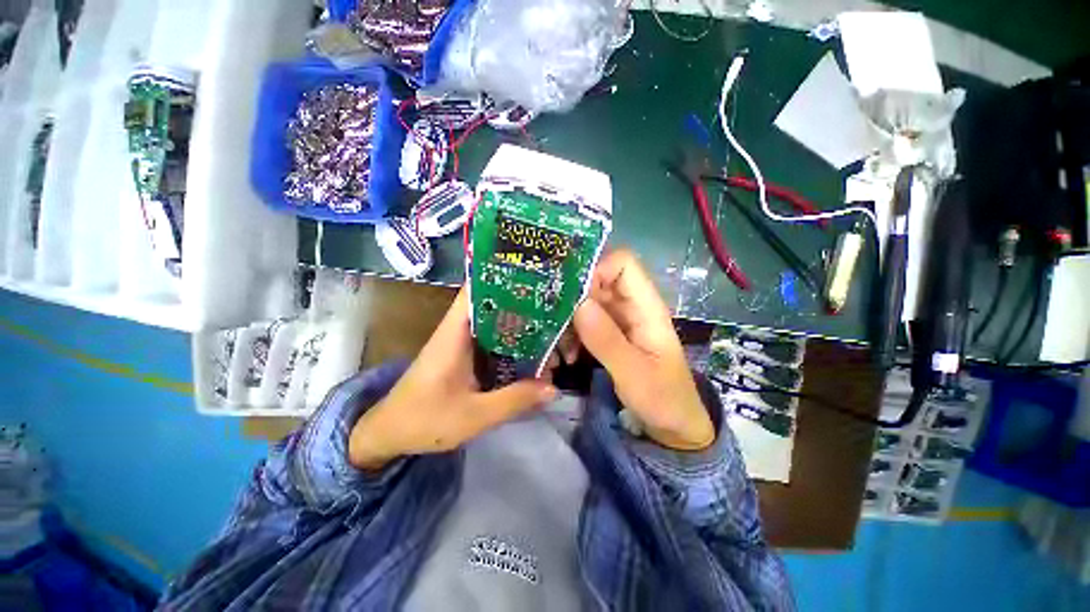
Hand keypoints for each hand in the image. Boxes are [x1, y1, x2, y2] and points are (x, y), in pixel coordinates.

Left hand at [348, 287, 556, 469]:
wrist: (389, 434)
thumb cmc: (425, 420)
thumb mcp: (474, 415)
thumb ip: (515, 400)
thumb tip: (553, 386)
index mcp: (455, 333)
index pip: (476, 290)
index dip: (503, 278)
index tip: (534, 278)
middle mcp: (458, 330)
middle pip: (492, 304)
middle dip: (522, 305)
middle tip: (554, 309)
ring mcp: (461, 342)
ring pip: (494, 323)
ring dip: (519, 326)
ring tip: (550, 330)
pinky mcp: (463, 355)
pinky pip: (492, 341)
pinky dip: (511, 343)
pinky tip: (530, 352)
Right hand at [572, 250, 713, 450]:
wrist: (673, 426)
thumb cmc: (663, 399)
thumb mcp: (634, 373)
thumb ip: (606, 340)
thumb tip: (579, 304)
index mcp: (646, 307)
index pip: (623, 264)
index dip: (597, 268)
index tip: (571, 294)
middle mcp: (632, 306)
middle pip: (599, 281)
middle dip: (573, 295)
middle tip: (550, 317)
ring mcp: (619, 320)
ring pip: (587, 301)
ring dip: (569, 318)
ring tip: (558, 344)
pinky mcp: (610, 334)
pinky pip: (585, 321)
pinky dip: (572, 333)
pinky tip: (566, 354)